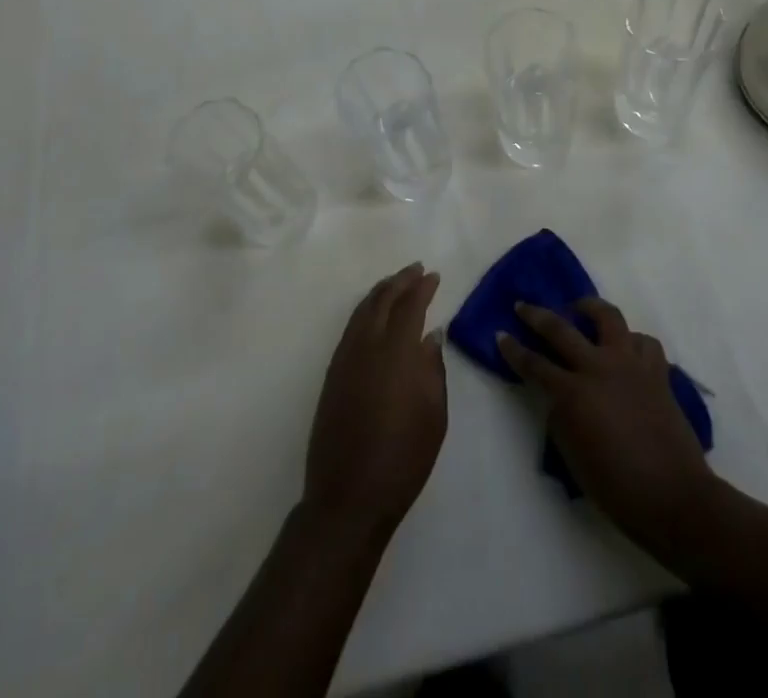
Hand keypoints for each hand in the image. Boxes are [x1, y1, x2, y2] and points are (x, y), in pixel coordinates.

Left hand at [303, 263, 447, 544]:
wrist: (348, 497)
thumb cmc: (403, 459)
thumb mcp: (434, 416)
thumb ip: (433, 369)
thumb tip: (430, 336)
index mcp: (395, 352)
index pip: (410, 306)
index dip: (422, 288)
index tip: (434, 276)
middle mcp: (366, 345)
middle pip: (382, 300)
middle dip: (400, 281)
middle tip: (416, 270)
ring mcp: (344, 358)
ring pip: (362, 310)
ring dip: (381, 292)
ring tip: (396, 284)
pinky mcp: (332, 373)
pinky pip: (351, 327)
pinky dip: (365, 311)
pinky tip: (373, 315)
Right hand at [498, 298, 713, 552]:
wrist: (673, 497)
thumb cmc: (616, 488)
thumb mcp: (572, 455)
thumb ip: (560, 417)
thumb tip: (559, 396)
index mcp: (573, 393)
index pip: (534, 364)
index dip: (513, 349)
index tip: (500, 335)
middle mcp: (599, 367)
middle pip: (561, 329)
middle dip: (536, 315)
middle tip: (523, 306)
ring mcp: (630, 364)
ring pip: (608, 317)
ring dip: (590, 308)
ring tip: (581, 308)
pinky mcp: (657, 372)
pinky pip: (643, 342)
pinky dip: (631, 341)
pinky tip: (626, 348)